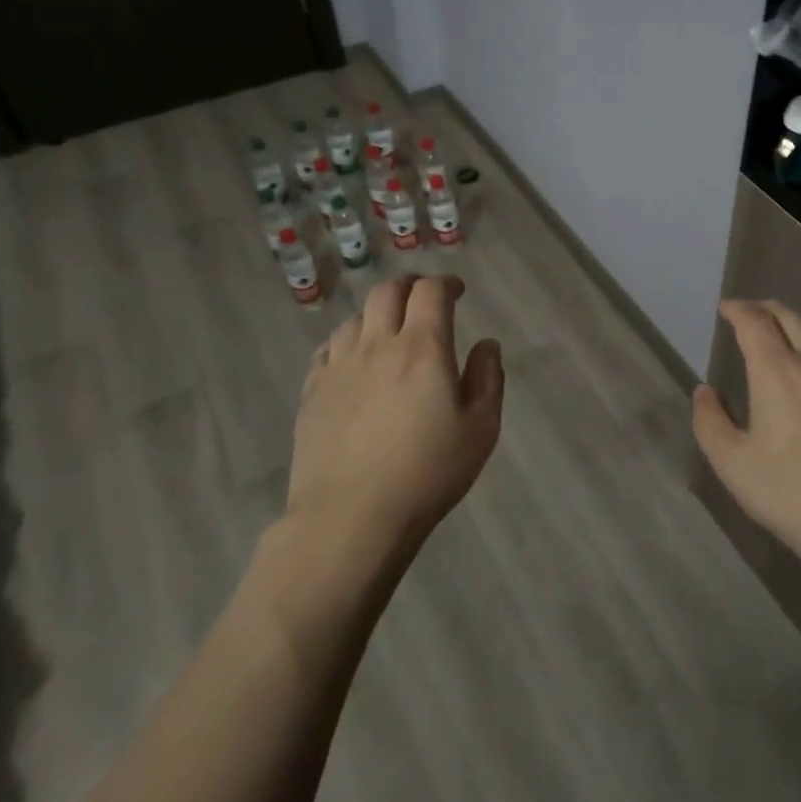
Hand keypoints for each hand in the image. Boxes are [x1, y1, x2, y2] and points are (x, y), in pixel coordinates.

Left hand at [288, 274, 504, 546]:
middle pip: (387, 292)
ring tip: (391, 333)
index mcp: (423, 349)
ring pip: (356, 318)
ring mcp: (338, 367)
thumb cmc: (427, 474)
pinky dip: (348, 341)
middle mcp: (377, 345)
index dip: (446, 284)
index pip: (431, 292)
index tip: (458, 292)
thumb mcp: (481, 429)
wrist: (350, 518)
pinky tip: (356, 360)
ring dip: (378, 314)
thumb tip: (486, 345)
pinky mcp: (312, 391)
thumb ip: (488, 378)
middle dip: (410, 286)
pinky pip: (328, 348)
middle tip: (424, 300)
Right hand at [692, 299, 800, 576]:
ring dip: (796, 326)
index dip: (739, 311)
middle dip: (767, 309)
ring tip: (783, 336)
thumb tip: (704, 392)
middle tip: (750, 312)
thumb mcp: (733, 464)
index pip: (755, 324)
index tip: (727, 308)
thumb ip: (711, 422)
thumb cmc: (791, 493)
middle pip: (791, 319)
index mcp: (777, 372)